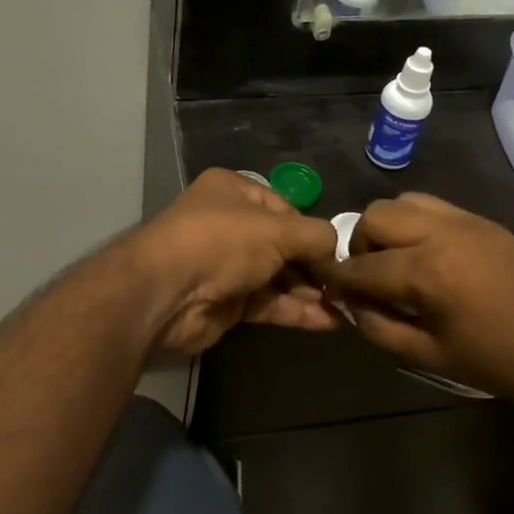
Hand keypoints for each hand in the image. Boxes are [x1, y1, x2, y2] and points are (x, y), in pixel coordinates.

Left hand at [125, 169, 341, 355]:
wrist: (165, 293)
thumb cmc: (222, 243)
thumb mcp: (277, 229)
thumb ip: (316, 236)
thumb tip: (337, 252)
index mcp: (233, 191)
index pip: (285, 208)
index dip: (312, 230)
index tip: (339, 254)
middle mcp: (229, 223)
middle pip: (283, 244)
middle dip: (315, 265)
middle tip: (347, 285)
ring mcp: (226, 265)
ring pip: (278, 276)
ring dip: (310, 292)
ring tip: (348, 306)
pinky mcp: (227, 301)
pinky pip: (269, 303)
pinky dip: (297, 310)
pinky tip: (330, 321)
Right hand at [321, 193, 513, 422]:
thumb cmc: (505, 364)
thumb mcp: (433, 358)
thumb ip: (382, 329)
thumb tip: (353, 306)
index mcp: (426, 271)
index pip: (360, 266)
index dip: (338, 281)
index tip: (329, 293)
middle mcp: (441, 232)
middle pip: (375, 217)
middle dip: (360, 246)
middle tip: (368, 279)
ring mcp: (466, 221)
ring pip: (404, 202)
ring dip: (387, 229)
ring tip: (397, 264)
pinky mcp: (485, 221)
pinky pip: (434, 207)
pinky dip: (415, 224)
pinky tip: (428, 258)